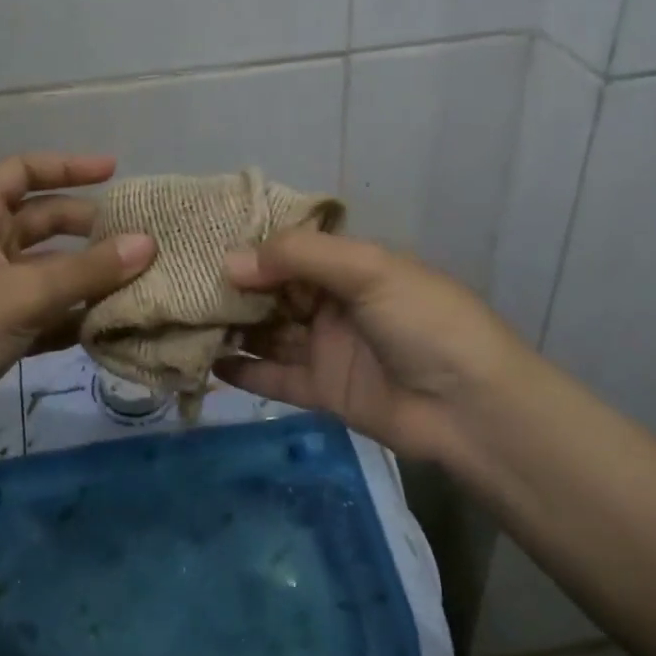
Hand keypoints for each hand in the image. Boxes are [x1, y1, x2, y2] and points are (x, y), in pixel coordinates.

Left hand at [0, 153, 154, 446]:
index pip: (22, 171)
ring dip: (84, 274)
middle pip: (40, 220)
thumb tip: (148, 243)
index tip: (114, 172)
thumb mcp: (24, 294)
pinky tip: (104, 324)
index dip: (67, 166)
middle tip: (135, 237)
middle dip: (86, 226)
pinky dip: (69, 313)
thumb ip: (88, 270)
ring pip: (44, 268)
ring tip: (134, 280)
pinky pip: (40, 308)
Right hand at [217, 231, 529, 461]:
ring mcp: (328, 348)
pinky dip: (246, 372)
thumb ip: (298, 258)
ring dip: (234, 329)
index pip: (290, 251)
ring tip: (186, 325)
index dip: (251, 250)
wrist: (472, 407)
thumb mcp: (367, 270)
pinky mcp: (324, 391)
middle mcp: (335, 303)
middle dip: (235, 290)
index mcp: (350, 267)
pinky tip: (211, 365)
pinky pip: (277, 377)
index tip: (203, 248)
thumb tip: (228, 262)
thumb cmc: (424, 321)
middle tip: (184, 289)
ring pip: (270, 334)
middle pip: (274, 292)